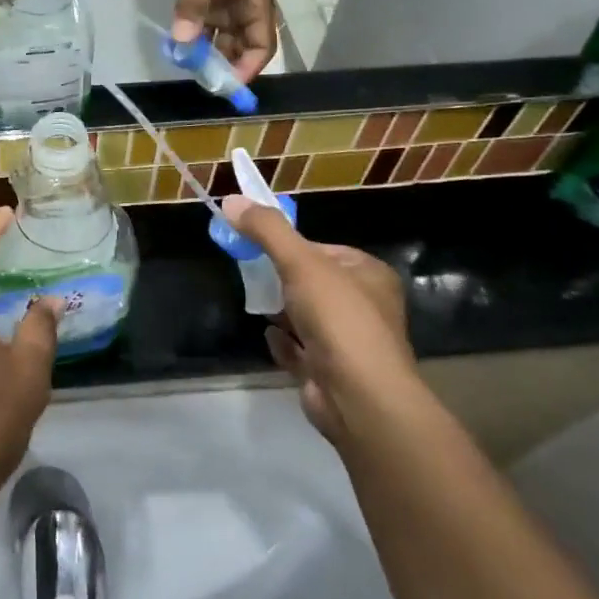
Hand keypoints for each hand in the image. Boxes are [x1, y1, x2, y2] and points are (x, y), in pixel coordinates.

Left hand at [164, 0, 276, 81]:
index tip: (226, 85)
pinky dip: (197, 42)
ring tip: (191, 70)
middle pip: (244, 48)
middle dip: (226, 66)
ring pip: (224, 42)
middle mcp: (246, 8)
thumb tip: (182, 42)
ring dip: (210, 56)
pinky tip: (181, 52)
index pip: (262, 46)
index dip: (247, 68)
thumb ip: (192, 8)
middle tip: (203, 82)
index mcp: (256, 2)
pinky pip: (207, 31)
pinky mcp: (208, 2)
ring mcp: (227, 6)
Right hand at [221, 196, 417, 446]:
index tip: (257, 245)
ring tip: (257, 304)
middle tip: (251, 274)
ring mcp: (349, 343)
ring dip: (281, 312)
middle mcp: (365, 306)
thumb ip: (266, 230)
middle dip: (281, 280)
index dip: (290, 247)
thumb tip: (230, 200)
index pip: (323, 249)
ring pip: (306, 317)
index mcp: (369, 274)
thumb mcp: (300, 262)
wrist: (359, 398)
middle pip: (312, 283)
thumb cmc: (338, 319)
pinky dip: (284, 343)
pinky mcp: (332, 373)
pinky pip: (301, 350)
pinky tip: (270, 338)